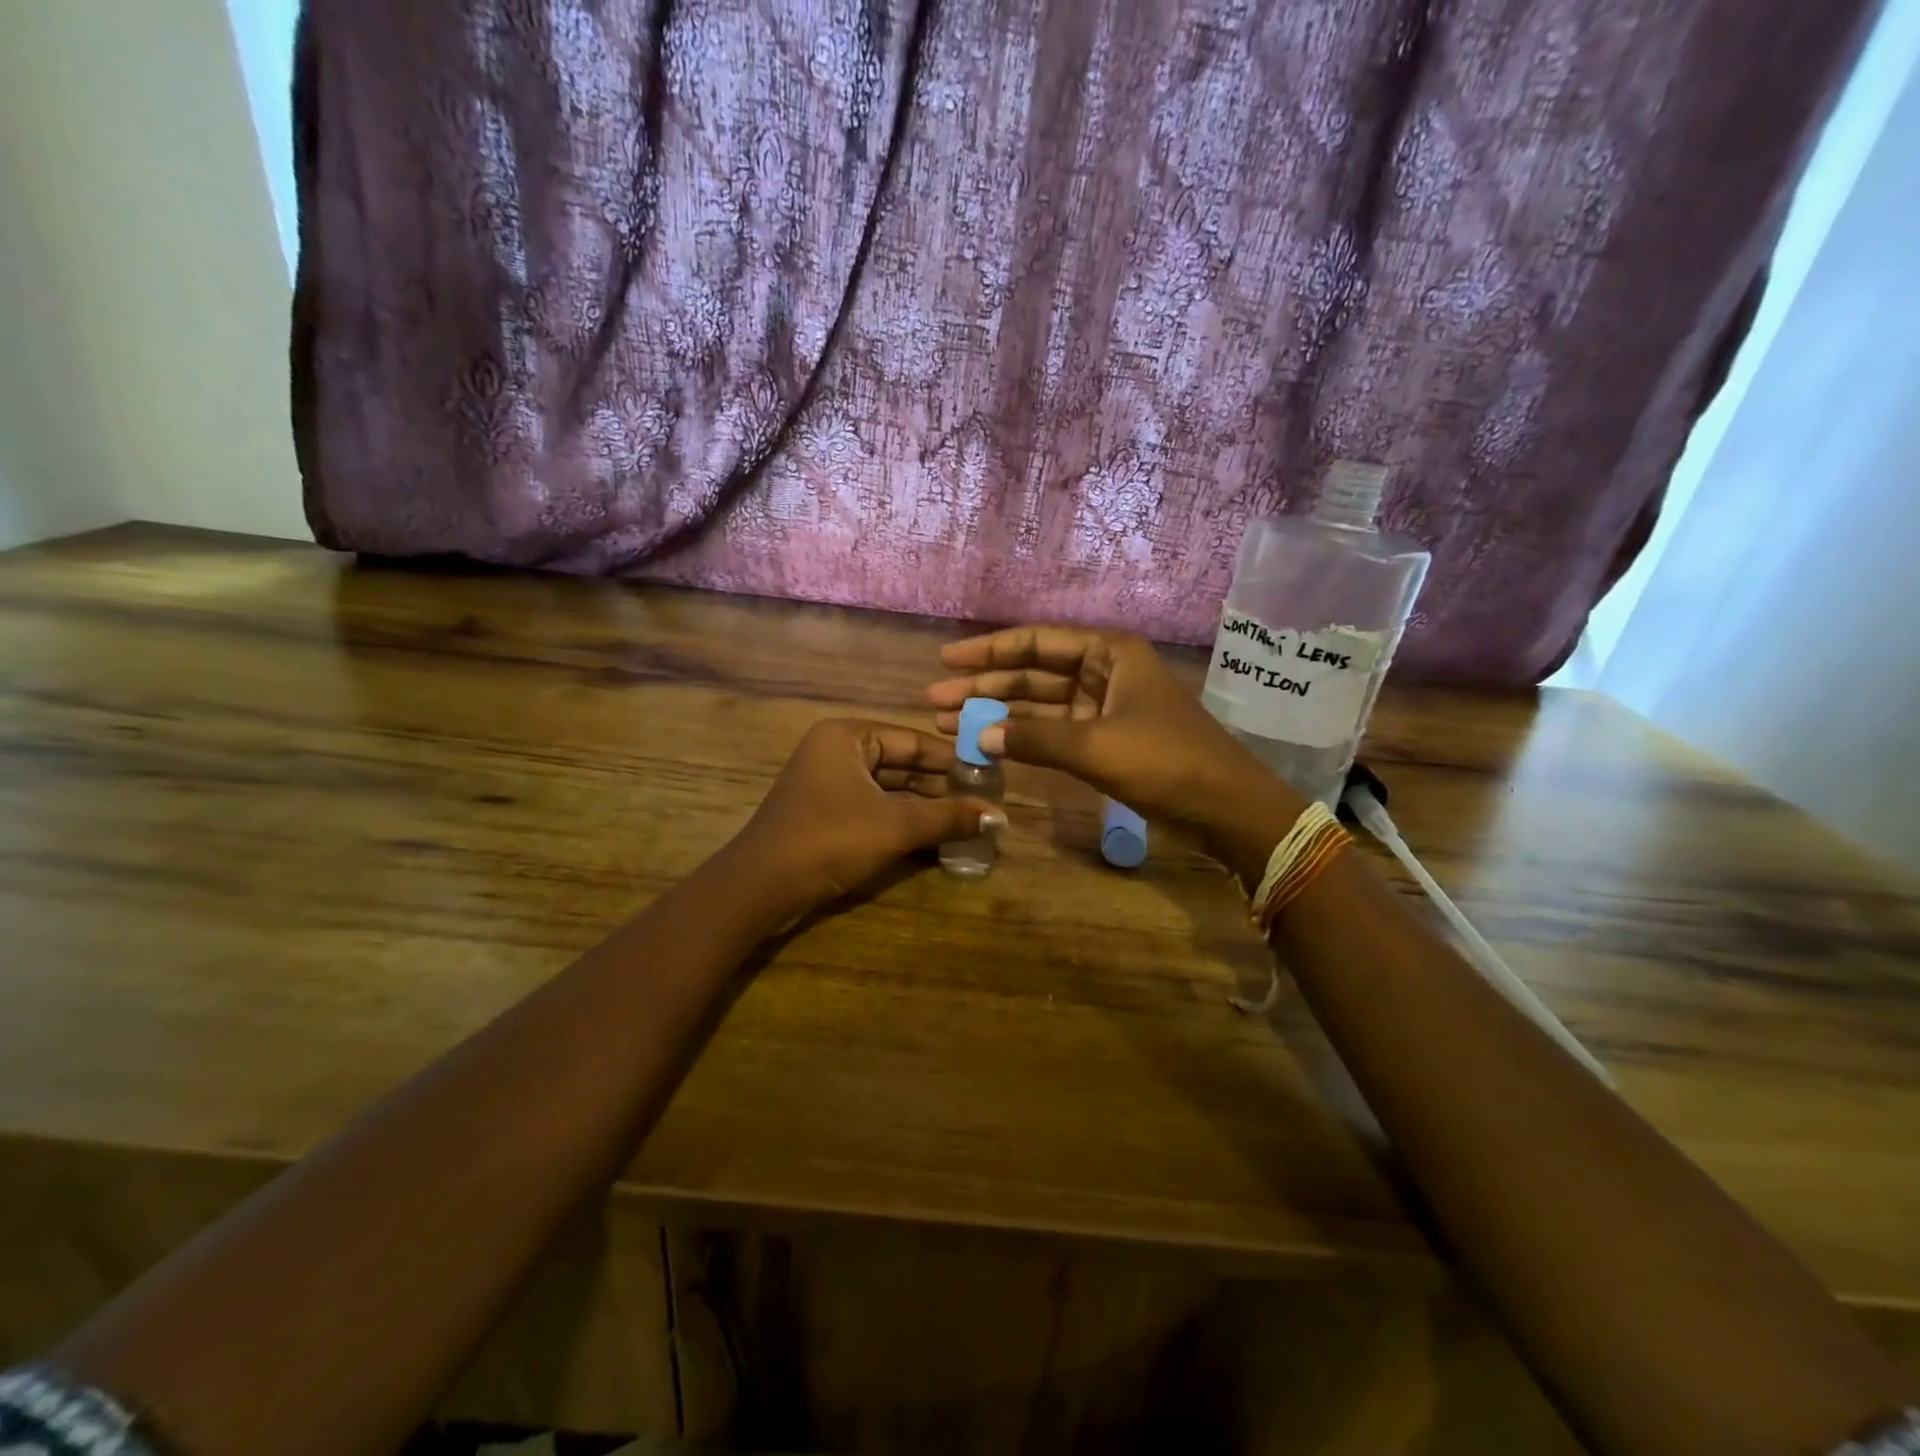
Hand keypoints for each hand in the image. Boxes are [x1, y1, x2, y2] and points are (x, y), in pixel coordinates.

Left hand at [728, 718, 1004, 918]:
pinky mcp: (826, 813)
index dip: (954, 760)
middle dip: (942, 788)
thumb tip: (1000, 817)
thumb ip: (948, 817)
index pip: (914, 741)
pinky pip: (875, 808)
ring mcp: (829, 783)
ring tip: (970, 822)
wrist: (762, 887)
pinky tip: (937, 837)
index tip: (991, 778)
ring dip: (926, 808)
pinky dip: (903, 821)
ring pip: (890, 789)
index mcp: (848, 736)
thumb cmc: (830, 839)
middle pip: (902, 764)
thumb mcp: (895, 826)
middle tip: (985, 804)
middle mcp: (837, 751)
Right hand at [926, 625, 1292, 834]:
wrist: (1224, 807)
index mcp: (1109, 654)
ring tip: (948, 722)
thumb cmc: (1165, 761)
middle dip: (985, 686)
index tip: (947, 660)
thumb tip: (977, 735)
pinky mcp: (1105, 740)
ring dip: (998, 714)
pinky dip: (1024, 738)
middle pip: (1033, 673)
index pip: (1038, 643)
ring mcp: (1104, 707)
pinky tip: (991, 744)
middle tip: (936, 699)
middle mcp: (1104, 672)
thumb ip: (1034, 739)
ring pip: (1040, 704)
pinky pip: (1053, 731)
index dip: (990, 651)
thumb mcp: (1095, 746)